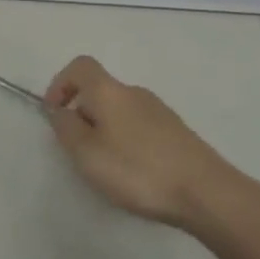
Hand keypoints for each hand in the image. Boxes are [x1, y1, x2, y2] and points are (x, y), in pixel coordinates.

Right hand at [44, 57, 237, 228]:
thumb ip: (66, 128)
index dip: (60, 84)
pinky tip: (134, 173)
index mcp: (110, 91)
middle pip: (99, 91)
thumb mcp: (87, 153)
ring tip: (107, 167)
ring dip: (105, 131)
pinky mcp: (176, 132)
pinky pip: (139, 127)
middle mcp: (135, 92)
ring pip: (120, 111)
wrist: (205, 192)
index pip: (80, 66)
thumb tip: (58, 110)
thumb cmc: (137, 169)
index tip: (54, 114)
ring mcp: (159, 111)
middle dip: (82, 115)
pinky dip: (127, 142)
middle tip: (78, 151)